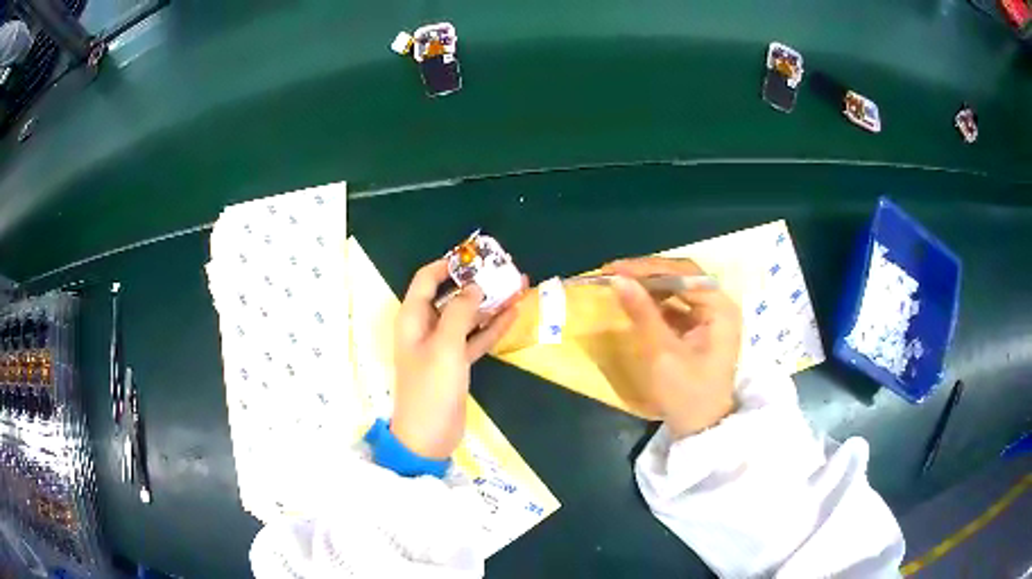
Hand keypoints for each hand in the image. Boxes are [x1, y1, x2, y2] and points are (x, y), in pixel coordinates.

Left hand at [392, 260, 524, 458]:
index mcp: (413, 318)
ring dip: (490, 303)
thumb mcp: (444, 346)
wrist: (429, 436)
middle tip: (505, 271)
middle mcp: (426, 327)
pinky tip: (513, 314)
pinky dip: (492, 327)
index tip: (474, 256)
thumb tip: (474, 288)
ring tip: (518, 287)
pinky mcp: (456, 363)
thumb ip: (459, 312)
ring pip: (467, 316)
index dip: (447, 265)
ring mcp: (442, 346)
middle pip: (451, 296)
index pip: (426, 279)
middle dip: (476, 282)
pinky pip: (475, 338)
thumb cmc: (431, 388)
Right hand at [603, 257, 741, 438]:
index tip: (615, 269)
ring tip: (619, 284)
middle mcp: (720, 306)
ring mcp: (711, 317)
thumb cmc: (687, 393)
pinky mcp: (700, 328)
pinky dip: (655, 302)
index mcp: (720, 309)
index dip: (649, 268)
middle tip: (613, 273)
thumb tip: (618, 279)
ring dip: (650, 286)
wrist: (701, 429)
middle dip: (648, 274)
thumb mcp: (662, 353)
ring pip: (678, 289)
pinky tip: (635, 302)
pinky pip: (677, 305)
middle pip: (683, 277)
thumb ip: (643, 313)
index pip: (685, 274)